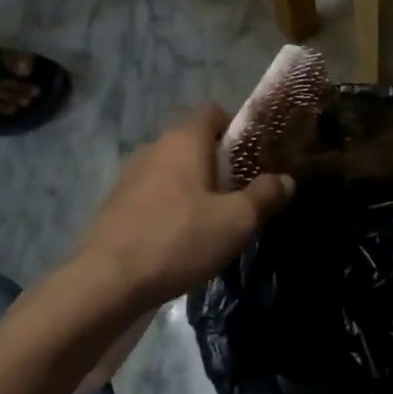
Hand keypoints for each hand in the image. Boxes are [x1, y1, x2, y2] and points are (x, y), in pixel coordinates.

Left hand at [83, 105, 293, 303]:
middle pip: (194, 140)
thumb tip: (286, 180)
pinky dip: (169, 203)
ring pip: (172, 168)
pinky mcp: (115, 203)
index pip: (214, 111)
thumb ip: (265, 196)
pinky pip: (153, 191)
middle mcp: (155, 146)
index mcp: (184, 139)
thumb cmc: (179, 240)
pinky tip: (179, 236)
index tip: (253, 156)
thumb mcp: (236, 221)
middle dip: (218, 161)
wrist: (106, 282)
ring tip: (210, 218)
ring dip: (192, 184)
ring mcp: (130, 174)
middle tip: (239, 191)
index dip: (237, 127)